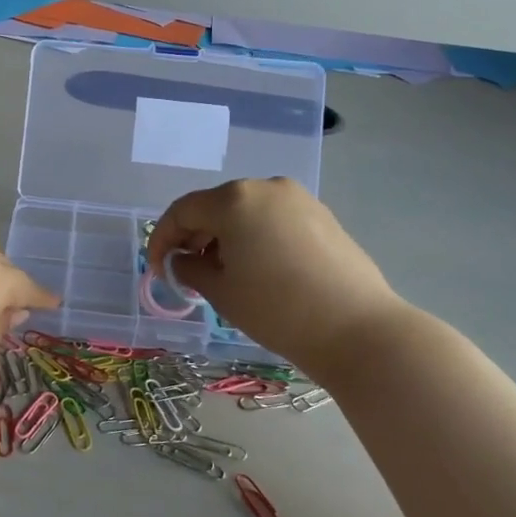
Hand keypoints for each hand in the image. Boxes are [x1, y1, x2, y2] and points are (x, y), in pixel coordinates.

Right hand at [145, 178, 405, 378]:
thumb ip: (189, 267)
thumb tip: (181, 260)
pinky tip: (257, 268)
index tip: (157, 269)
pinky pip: (273, 219)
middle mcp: (265, 187)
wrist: (358, 330)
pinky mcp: (322, 216)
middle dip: (194, 236)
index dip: (162, 239)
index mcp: (234, 199)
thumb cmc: (276, 309)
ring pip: (245, 212)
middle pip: (214, 206)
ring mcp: (298, 199)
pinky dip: (254, 237)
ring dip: (224, 236)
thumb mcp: (220, 291)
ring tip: (222, 272)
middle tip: (186, 270)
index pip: (182, 211)